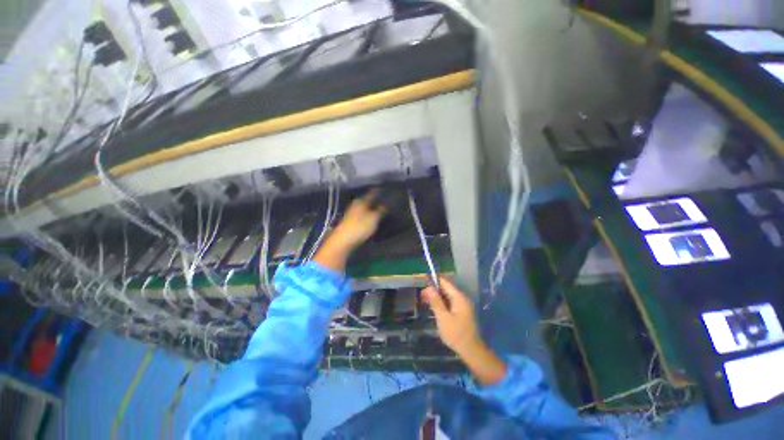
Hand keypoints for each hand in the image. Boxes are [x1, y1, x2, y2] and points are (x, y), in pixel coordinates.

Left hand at [330, 189, 385, 250]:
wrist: (342, 241)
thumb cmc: (359, 227)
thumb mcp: (373, 218)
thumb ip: (380, 210)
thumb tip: (385, 203)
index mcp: (361, 201)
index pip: (372, 193)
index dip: (378, 191)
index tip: (386, 189)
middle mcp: (356, 204)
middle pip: (368, 200)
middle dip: (376, 200)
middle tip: (386, 200)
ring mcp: (352, 213)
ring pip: (365, 207)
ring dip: (372, 208)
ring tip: (381, 208)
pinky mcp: (351, 221)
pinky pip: (363, 215)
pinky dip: (368, 214)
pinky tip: (373, 217)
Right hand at [421, 278, 480, 355]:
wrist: (470, 350)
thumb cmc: (455, 334)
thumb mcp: (443, 317)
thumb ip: (436, 302)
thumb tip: (429, 288)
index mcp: (458, 297)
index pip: (445, 283)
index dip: (434, 281)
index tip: (423, 283)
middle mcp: (461, 298)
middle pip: (446, 289)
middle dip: (433, 291)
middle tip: (421, 297)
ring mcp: (462, 305)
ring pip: (447, 296)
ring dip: (436, 298)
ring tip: (425, 302)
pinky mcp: (461, 312)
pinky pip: (450, 303)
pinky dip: (441, 304)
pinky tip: (434, 308)